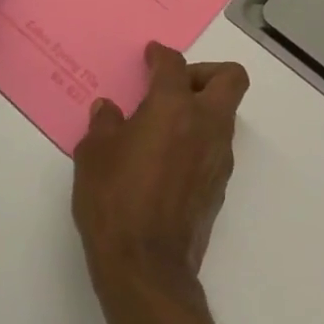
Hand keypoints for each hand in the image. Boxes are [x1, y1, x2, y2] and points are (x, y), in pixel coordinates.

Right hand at [73, 43, 249, 308]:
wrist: (146, 269)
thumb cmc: (115, 202)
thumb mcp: (94, 156)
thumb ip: (104, 125)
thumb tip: (109, 110)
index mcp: (173, 107)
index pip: (174, 64)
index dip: (161, 55)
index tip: (151, 56)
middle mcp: (205, 124)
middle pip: (229, 77)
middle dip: (205, 72)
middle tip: (173, 86)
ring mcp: (218, 156)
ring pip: (225, 113)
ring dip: (202, 109)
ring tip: (164, 126)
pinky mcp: (220, 185)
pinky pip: (216, 146)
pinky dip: (198, 141)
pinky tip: (168, 160)